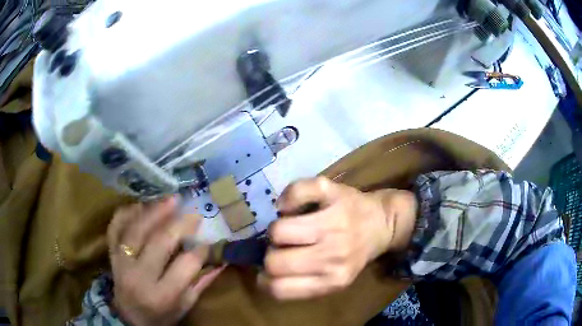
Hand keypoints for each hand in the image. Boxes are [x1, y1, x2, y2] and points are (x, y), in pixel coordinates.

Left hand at [107, 197, 222, 325]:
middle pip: (159, 242)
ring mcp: (120, 262)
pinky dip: (126, 213)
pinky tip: (141, 205)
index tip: (208, 243)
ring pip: (136, 229)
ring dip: (155, 211)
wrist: (128, 318)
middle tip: (194, 213)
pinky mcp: (110, 253)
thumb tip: (222, 260)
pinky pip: (115, 227)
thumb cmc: (160, 316)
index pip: (185, 265)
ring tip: (171, 199)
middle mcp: (138, 276)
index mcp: (161, 295)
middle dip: (180, 225)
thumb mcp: (184, 306)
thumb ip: (202, 283)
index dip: (200, 251)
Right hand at [262, 177, 416, 299]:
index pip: (279, 288)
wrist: (382, 223)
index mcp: (332, 280)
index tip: (271, 271)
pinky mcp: (334, 193)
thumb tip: (264, 274)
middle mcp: (334, 255)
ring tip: (290, 229)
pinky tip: (294, 206)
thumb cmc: (354, 253)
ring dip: (278, 230)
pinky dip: (288, 199)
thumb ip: (303, 283)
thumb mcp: (334, 279)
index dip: (265, 279)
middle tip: (285, 248)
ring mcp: (335, 222)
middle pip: (274, 261)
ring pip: (278, 230)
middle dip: (272, 254)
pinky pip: (296, 193)